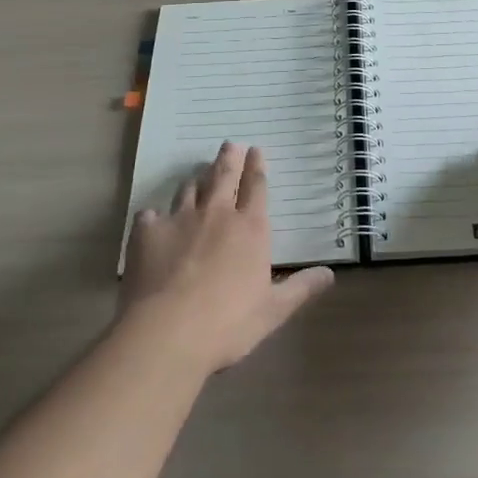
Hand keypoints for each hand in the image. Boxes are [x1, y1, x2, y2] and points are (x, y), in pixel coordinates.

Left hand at [120, 142, 333, 371]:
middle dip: (228, 158)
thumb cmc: (228, 324)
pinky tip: (153, 219)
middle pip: (223, 176)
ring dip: (196, 179)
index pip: (256, 187)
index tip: (256, 150)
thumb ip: (301, 288)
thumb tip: (330, 273)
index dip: (256, 166)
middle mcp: (216, 214)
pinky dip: (155, 215)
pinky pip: (151, 215)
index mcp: (250, 228)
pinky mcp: (147, 232)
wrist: (167, 332)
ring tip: (198, 174)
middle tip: (230, 144)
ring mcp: (179, 219)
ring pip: (189, 189)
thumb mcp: (273, 310)